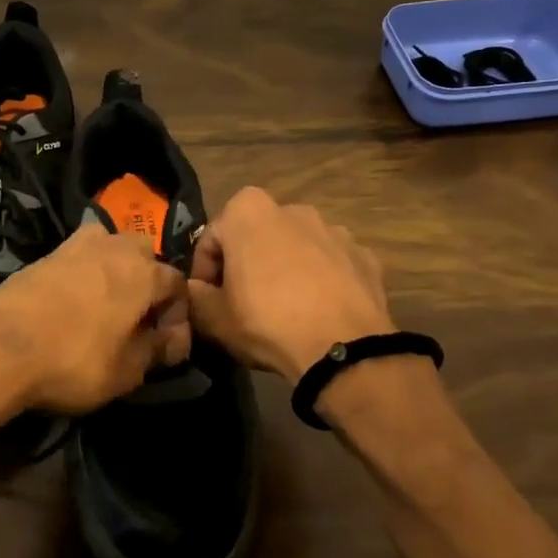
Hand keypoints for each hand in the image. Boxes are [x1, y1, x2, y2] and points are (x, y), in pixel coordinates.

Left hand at [0, 224, 190, 414]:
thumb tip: (171, 341)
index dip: (179, 316)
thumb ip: (156, 351)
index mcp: (144, 272)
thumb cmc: (74, 360)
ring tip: (108, 304)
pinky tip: (77, 300)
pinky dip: (86, 272)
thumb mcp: (127, 371)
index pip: (178, 284)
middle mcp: (114, 248)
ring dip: (117, 269)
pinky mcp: (45, 255)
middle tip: (140, 319)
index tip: (168, 347)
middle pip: (145, 254)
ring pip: (110, 246)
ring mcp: (76, 246)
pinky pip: (79, 256)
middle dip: (149, 282)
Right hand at [187, 187, 395, 378]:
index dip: (204, 273)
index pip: (211, 240)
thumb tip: (193, 289)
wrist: (342, 349)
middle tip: (243, 305)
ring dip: (286, 270)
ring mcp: (334, 230)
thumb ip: (193, 296)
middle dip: (247, 265)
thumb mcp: (212, 317)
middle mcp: (293, 209)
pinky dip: (323, 282)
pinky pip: (332, 266)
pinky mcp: (365, 256)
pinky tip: (318, 313)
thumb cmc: (266, 322)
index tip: (208, 301)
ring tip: (284, 311)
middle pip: (256, 238)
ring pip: (297, 249)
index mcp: (248, 211)